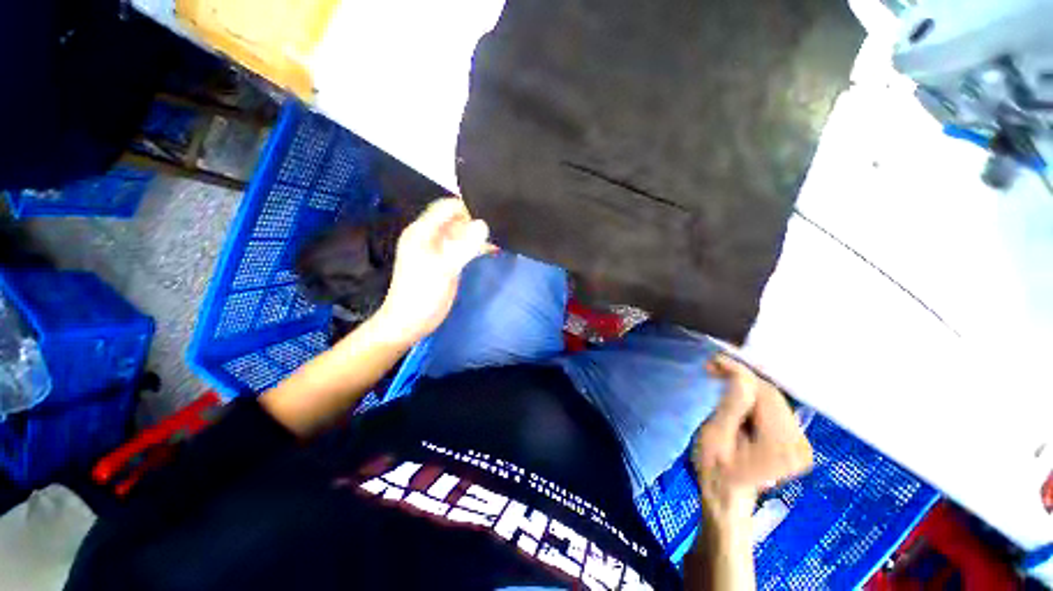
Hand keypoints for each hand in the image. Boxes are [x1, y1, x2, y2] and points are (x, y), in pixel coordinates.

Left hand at [372, 197, 491, 345]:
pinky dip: (476, 247)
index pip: (447, 207)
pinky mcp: (446, 262)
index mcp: (423, 231)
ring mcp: (439, 250)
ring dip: (478, 235)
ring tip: (500, 236)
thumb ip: (464, 246)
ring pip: (461, 234)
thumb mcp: (445, 268)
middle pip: (455, 219)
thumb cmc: (423, 294)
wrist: (411, 322)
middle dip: (475, 220)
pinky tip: (492, 249)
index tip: (490, 212)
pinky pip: (463, 247)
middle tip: (499, 225)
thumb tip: (484, 225)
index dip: (467, 207)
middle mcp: (430, 236)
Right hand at [691, 355, 812, 524]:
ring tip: (720, 378)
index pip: (764, 395)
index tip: (714, 359)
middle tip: (712, 368)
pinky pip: (775, 407)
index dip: (740, 372)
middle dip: (742, 377)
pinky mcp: (797, 441)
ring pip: (774, 398)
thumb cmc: (714, 469)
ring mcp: (802, 444)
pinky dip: (754, 397)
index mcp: (779, 446)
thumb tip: (740, 375)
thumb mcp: (714, 437)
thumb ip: (730, 407)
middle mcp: (800, 444)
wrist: (727, 496)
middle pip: (772, 395)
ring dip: (747, 385)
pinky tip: (736, 395)